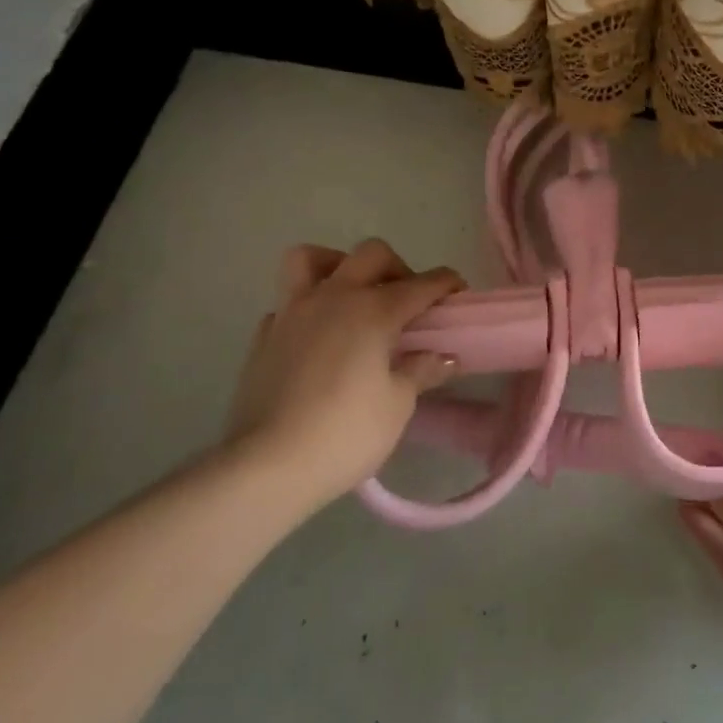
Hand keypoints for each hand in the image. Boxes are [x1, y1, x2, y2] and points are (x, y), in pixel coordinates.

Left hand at [225, 239, 465, 503]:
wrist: (266, 467)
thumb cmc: (345, 433)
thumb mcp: (397, 405)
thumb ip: (421, 371)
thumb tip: (442, 356)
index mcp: (373, 310)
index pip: (422, 284)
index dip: (446, 284)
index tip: (458, 292)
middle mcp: (333, 297)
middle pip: (371, 254)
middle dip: (397, 268)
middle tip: (406, 302)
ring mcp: (292, 312)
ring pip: (312, 259)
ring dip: (338, 266)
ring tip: (352, 297)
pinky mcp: (263, 336)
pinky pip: (288, 302)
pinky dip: (307, 308)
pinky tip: (318, 338)